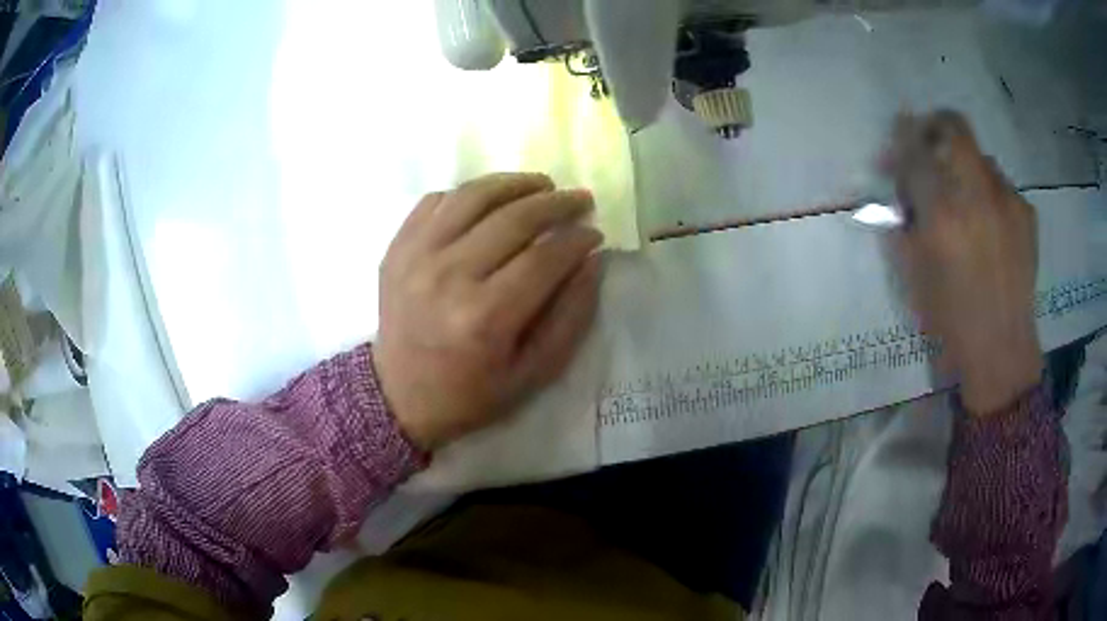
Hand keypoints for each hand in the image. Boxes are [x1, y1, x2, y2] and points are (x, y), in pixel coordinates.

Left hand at [373, 173, 602, 449]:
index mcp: (485, 317)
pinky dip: (469, 193)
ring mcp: (416, 256)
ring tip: (541, 185)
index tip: (594, 234)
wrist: (398, 395)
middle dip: (556, 203)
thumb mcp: (533, 373)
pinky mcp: (397, 248)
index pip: (545, 257)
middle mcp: (448, 277)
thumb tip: (591, 260)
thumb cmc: (470, 392)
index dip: (577, 239)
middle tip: (580, 199)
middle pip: (513, 218)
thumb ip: (570, 317)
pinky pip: (437, 200)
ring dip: (515, 183)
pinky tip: (490, 201)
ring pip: (474, 196)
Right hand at [888, 110, 1041, 416]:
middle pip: (953, 127)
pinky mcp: (1026, 211)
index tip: (894, 151)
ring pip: (980, 157)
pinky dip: (988, 193)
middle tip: (928, 147)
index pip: (914, 151)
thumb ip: (904, 222)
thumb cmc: (951, 320)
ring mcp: (1007, 200)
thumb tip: (902, 189)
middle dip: (934, 127)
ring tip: (965, 202)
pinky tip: (988, 224)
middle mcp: (977, 194)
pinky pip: (1000, 185)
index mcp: (942, 214)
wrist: (1002, 350)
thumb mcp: (913, 274)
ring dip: (965, 168)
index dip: (900, 141)